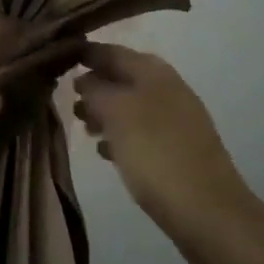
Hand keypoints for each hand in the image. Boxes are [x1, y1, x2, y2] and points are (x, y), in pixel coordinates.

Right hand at [72, 43, 255, 260]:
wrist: (208, 212)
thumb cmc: (156, 154)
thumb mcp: (117, 114)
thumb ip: (96, 90)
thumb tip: (85, 79)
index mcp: (154, 72)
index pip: (112, 51)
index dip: (85, 54)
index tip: (56, 60)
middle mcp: (168, 89)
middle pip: (123, 78)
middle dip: (94, 86)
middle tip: (67, 102)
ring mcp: (177, 120)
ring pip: (131, 106)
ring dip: (106, 113)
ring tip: (84, 129)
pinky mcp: (179, 150)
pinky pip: (143, 133)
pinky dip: (122, 136)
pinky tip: (106, 153)